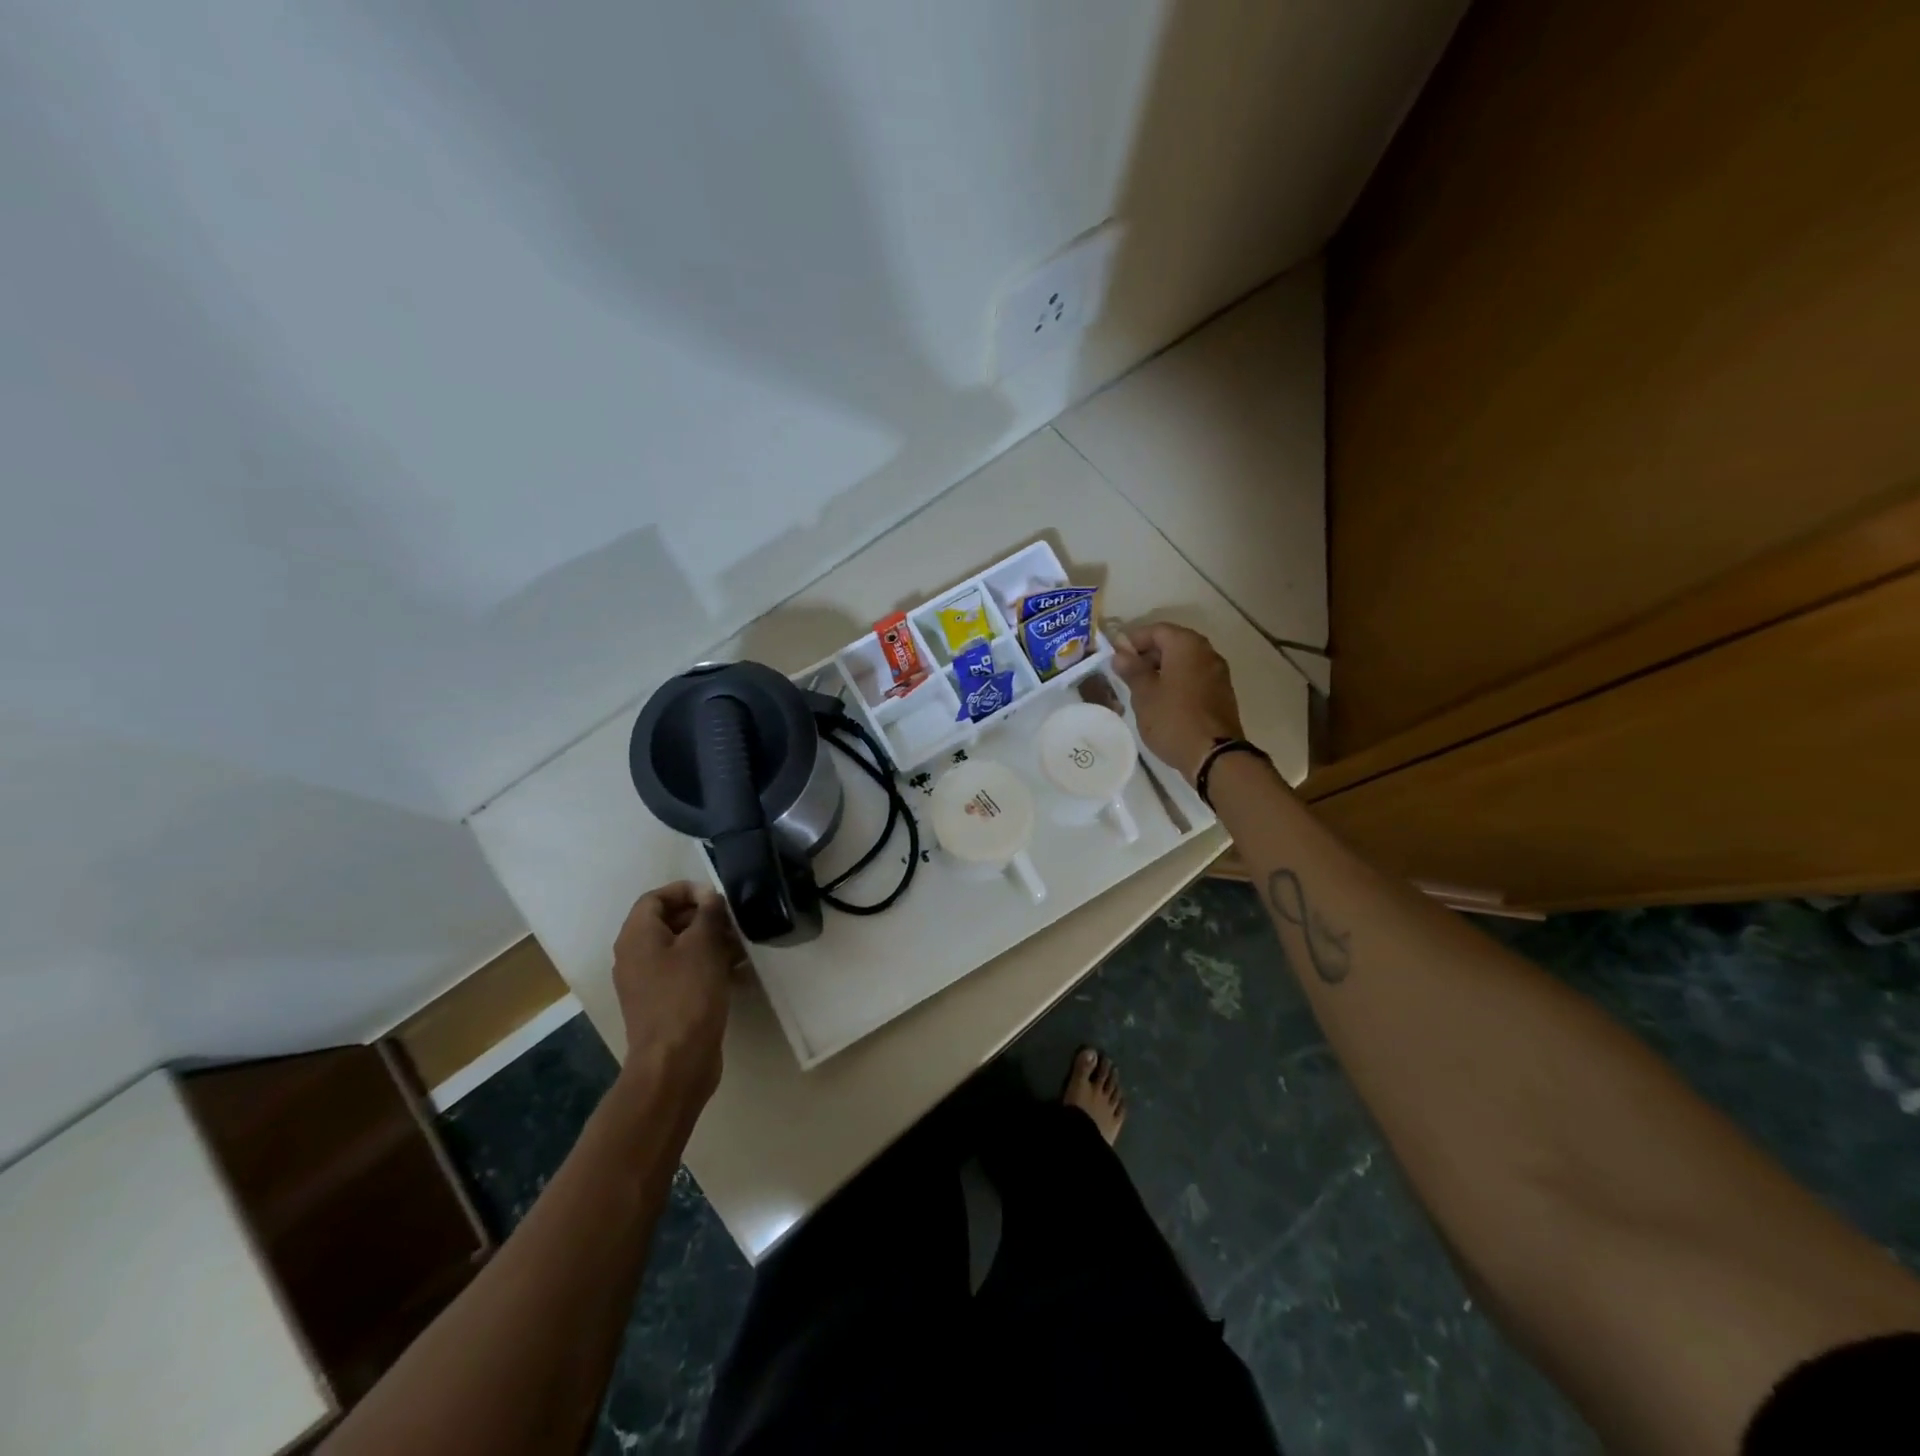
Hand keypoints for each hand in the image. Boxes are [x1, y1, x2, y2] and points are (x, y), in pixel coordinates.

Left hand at [611, 882, 738, 1105]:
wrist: (675, 1062)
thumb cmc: (687, 995)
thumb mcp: (703, 945)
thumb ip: (708, 914)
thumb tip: (709, 897)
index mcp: (637, 936)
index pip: (656, 897)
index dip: (687, 890)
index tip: (718, 898)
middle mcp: (635, 956)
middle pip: (668, 921)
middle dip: (704, 917)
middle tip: (734, 922)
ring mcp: (647, 982)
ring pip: (680, 948)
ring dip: (711, 942)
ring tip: (743, 947)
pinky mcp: (663, 1003)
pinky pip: (684, 972)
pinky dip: (708, 966)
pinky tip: (738, 973)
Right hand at [1112, 622, 1246, 783]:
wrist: (1213, 755)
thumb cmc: (1173, 719)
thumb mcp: (1144, 694)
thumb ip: (1132, 670)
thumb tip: (1120, 654)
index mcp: (1187, 645)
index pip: (1156, 630)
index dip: (1133, 640)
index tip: (1115, 657)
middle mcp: (1206, 652)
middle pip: (1172, 643)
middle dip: (1147, 655)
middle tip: (1126, 674)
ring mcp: (1218, 673)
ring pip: (1184, 662)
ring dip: (1162, 670)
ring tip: (1141, 690)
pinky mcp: (1221, 693)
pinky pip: (1194, 677)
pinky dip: (1177, 682)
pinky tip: (1162, 701)